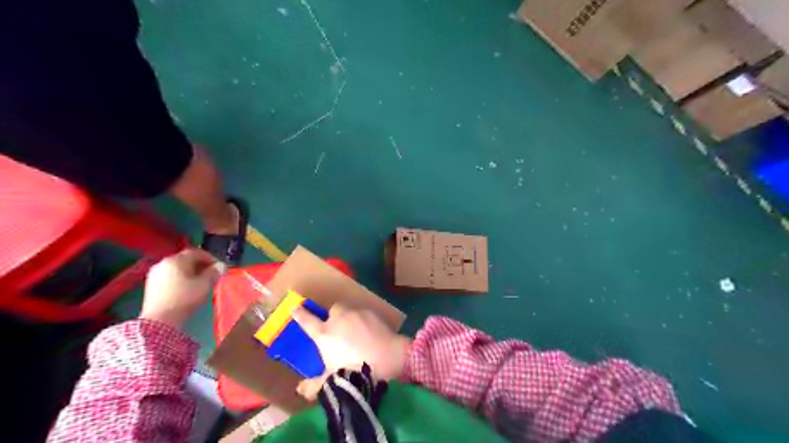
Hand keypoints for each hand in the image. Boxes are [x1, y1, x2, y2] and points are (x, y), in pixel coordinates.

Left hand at [139, 248, 223, 329]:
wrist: (160, 320)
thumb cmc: (185, 298)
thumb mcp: (205, 284)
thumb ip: (214, 272)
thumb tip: (221, 265)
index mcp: (176, 260)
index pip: (196, 252)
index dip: (210, 258)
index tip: (219, 267)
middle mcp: (163, 263)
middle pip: (185, 259)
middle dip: (200, 265)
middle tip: (211, 274)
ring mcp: (155, 274)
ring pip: (177, 268)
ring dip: (190, 272)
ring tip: (200, 282)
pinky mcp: (150, 285)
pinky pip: (169, 276)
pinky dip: (180, 278)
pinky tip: (187, 288)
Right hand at [291, 303, 412, 399]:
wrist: (386, 357)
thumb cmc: (354, 369)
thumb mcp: (332, 380)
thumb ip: (314, 386)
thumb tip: (300, 390)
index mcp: (324, 334)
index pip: (307, 321)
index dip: (300, 314)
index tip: (295, 308)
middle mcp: (338, 319)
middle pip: (332, 310)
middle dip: (333, 317)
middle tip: (337, 331)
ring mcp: (355, 313)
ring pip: (348, 311)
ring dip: (348, 318)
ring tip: (355, 333)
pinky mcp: (371, 312)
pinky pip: (363, 314)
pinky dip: (363, 321)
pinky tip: (369, 333)